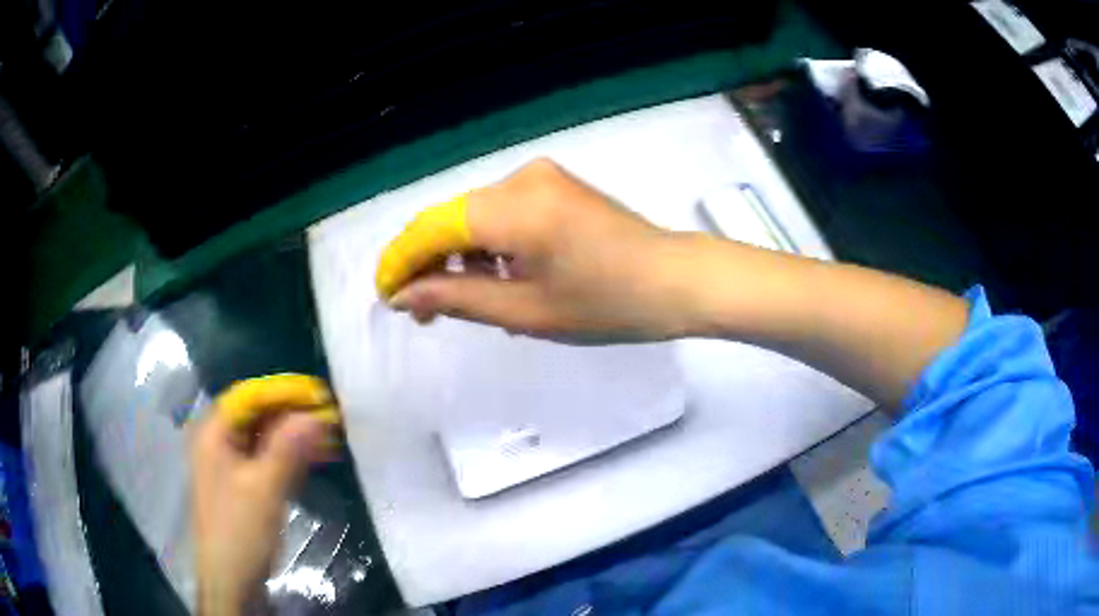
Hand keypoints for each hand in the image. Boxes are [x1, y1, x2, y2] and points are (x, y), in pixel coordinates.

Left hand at [191, 376, 337, 615]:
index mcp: (214, 434)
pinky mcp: (244, 485)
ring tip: (330, 436)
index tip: (318, 394)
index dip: (282, 392)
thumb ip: (287, 449)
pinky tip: (315, 458)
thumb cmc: (240, 531)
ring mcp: (231, 465)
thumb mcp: (264, 488)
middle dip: (292, 414)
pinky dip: (291, 457)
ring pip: (265, 438)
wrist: (232, 581)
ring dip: (295, 436)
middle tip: (329, 416)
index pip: (249, 397)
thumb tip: (315, 414)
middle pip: (257, 416)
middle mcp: (219, 442)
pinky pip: (268, 459)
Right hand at [385, 159, 695, 340]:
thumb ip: (456, 298)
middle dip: (430, 264)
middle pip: (451, 219)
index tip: (388, 297)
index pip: (432, 228)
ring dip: (461, 257)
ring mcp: (541, 177)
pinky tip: (497, 279)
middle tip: (424, 312)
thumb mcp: (525, 312)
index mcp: (513, 208)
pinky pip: (503, 213)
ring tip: (464, 303)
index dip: (402, 261)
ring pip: (476, 217)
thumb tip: (403, 296)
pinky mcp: (555, 185)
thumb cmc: (607, 305)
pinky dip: (490, 245)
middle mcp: (521, 178)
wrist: (675, 280)